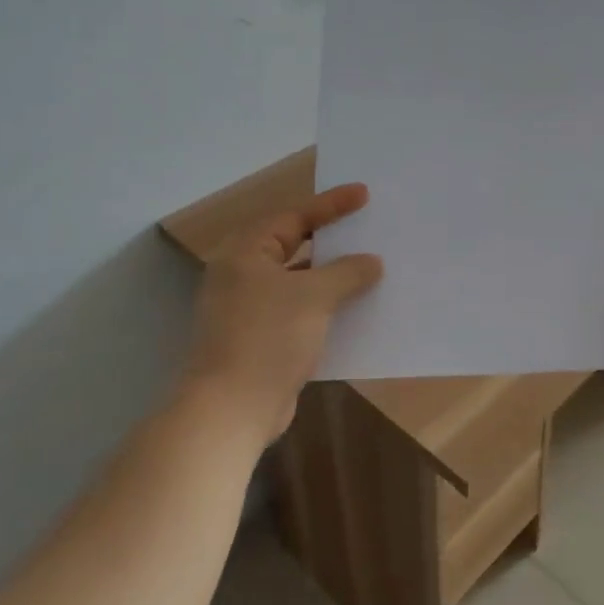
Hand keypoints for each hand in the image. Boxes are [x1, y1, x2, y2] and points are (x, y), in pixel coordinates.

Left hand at [184, 184, 383, 443]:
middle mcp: (243, 275)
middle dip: (332, 239)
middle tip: (366, 226)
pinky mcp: (262, 339)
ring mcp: (250, 309)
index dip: (331, 205)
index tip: (364, 194)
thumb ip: (347, 272)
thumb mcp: (314, 296)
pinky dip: (326, 306)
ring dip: (332, 276)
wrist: (232, 410)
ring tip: (371, 265)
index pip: (294, 216)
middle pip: (294, 245)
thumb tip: (371, 261)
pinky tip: (356, 308)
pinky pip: (301, 311)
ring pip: (299, 281)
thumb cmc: (268, 337)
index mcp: (246, 252)